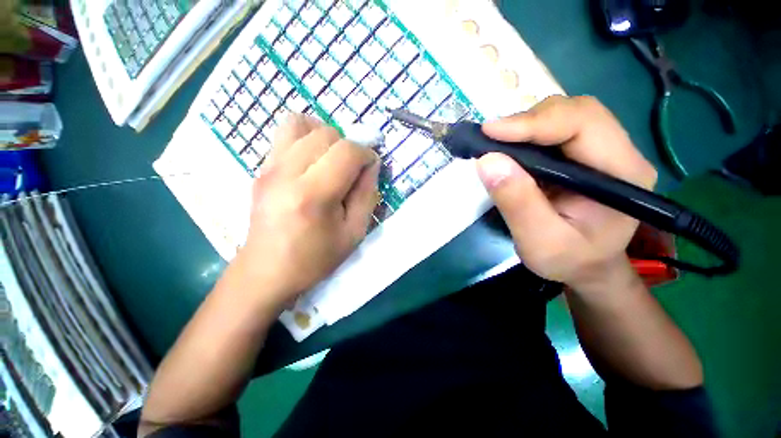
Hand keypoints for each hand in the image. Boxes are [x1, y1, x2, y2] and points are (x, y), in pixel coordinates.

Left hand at [231, 115, 379, 312]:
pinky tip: (312, 161)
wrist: (266, 272)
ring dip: (325, 136)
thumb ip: (367, 195)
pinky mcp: (260, 168)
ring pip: (301, 123)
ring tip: (331, 159)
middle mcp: (286, 173)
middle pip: (326, 133)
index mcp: (313, 195)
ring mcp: (268, 167)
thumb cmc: (315, 258)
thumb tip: (372, 164)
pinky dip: (305, 137)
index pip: (346, 151)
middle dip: (347, 146)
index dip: (366, 154)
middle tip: (351, 169)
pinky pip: (284, 133)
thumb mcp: (354, 233)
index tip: (370, 167)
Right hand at [476, 96, 656, 293]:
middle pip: (575, 112)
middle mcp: (619, 152)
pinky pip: (554, 130)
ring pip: (563, 116)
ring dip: (525, 124)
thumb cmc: (569, 260)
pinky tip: (509, 147)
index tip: (490, 132)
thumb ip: (517, 202)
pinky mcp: (582, 155)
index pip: (584, 124)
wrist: (587, 267)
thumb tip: (487, 161)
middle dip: (528, 120)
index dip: (534, 122)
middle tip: (490, 137)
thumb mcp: (539, 241)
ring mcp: (601, 151)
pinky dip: (526, 133)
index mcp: (622, 174)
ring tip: (496, 143)